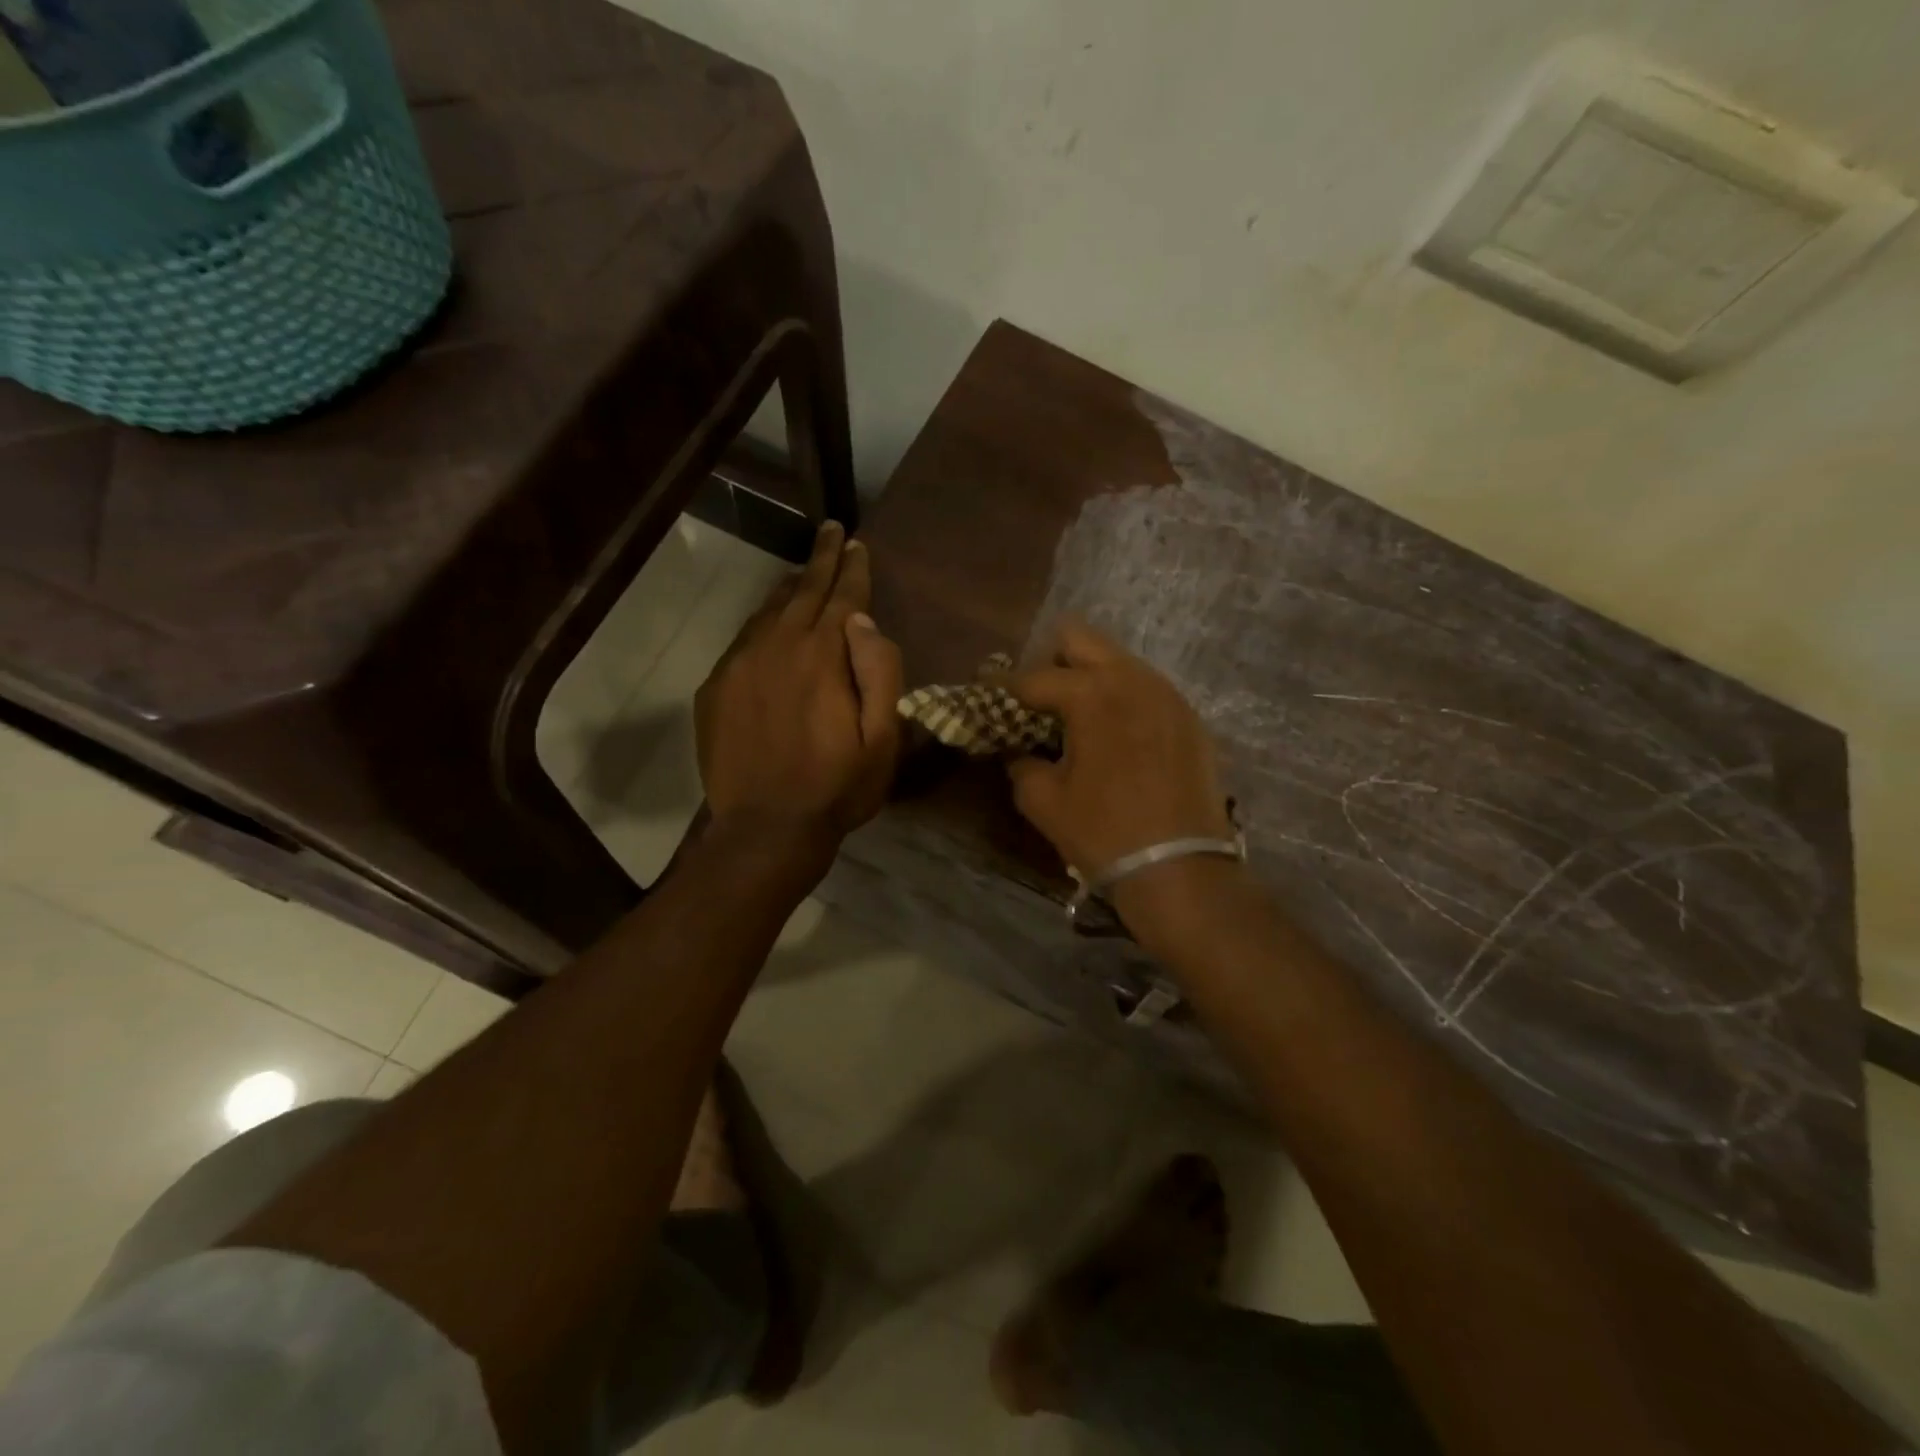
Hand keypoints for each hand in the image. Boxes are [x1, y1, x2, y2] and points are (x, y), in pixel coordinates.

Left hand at [695, 522, 902, 864]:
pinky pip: (743, 640)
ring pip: (768, 610)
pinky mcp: (715, 688)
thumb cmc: (837, 787)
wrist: (766, 829)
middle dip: (821, 559)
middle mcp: (777, 647)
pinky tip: (770, 624)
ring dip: (790, 588)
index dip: (852, 567)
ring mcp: (739, 665)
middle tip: (831, 532)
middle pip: (802, 591)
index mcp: (822, 656)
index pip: (842, 596)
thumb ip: (880, 672)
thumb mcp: (883, 739)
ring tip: (804, 572)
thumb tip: (864, 620)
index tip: (856, 542)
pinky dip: (762, 623)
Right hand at [1001, 621, 1233, 880]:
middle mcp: (1132, 678)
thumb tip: (1017, 748)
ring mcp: (1167, 694)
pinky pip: (1145, 688)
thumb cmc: (1102, 832)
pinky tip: (1113, 734)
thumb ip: (1020, 761)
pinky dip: (1120, 699)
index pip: (1033, 677)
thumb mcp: (1042, 799)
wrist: (1179, 868)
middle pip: (1080, 639)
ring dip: (1089, 677)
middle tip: (1035, 698)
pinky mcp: (1188, 717)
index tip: (984, 691)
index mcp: (1091, 693)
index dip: (1002, 686)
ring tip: (1074, 715)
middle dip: (1049, 661)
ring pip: (1117, 660)